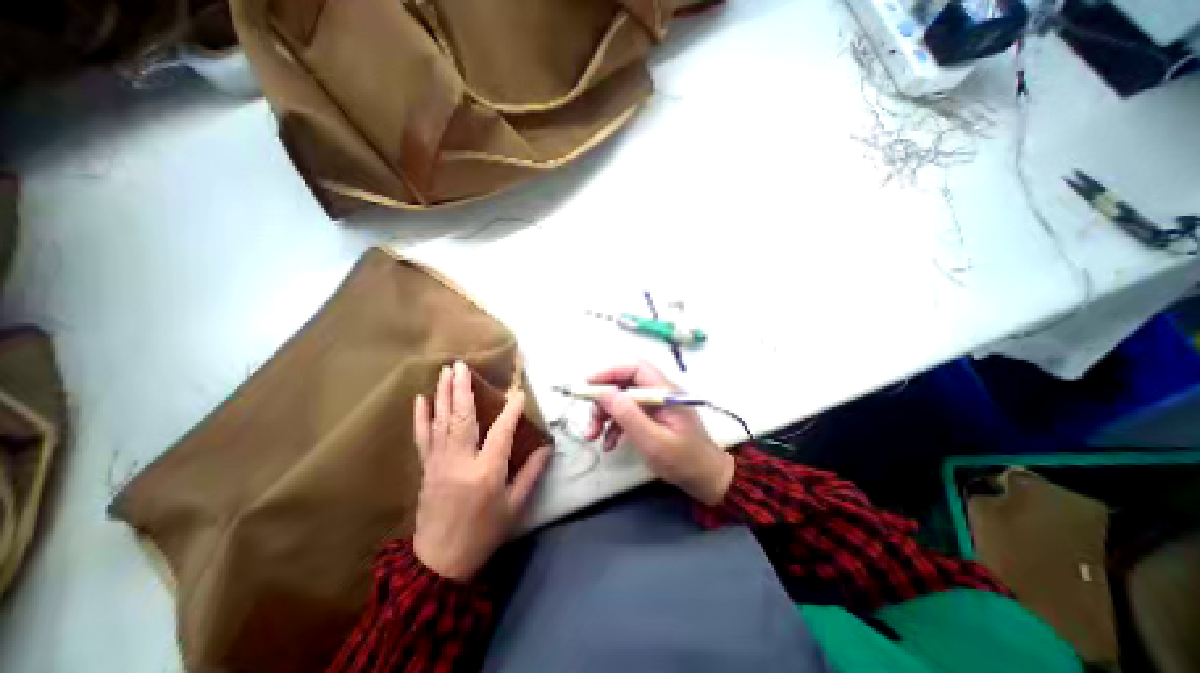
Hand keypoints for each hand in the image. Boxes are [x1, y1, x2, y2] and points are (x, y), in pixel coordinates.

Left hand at [409, 359, 545, 579]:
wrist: (440, 563)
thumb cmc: (484, 533)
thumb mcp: (515, 506)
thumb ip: (531, 474)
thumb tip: (547, 448)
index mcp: (487, 471)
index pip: (501, 431)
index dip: (511, 410)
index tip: (518, 392)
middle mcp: (461, 460)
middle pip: (462, 417)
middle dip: (462, 389)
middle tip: (461, 365)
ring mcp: (439, 463)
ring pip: (441, 422)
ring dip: (443, 394)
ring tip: (445, 372)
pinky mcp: (426, 468)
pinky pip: (422, 438)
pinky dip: (421, 417)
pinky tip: (420, 399)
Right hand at [587, 362, 735, 503]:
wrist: (706, 479)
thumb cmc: (684, 461)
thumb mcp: (653, 441)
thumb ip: (628, 415)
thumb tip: (603, 392)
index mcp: (664, 391)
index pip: (634, 367)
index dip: (609, 371)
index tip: (588, 385)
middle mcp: (658, 393)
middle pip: (624, 383)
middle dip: (603, 398)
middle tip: (590, 418)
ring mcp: (654, 405)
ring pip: (622, 399)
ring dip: (604, 414)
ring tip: (592, 435)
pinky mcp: (651, 417)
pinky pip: (627, 414)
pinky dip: (613, 426)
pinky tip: (608, 444)